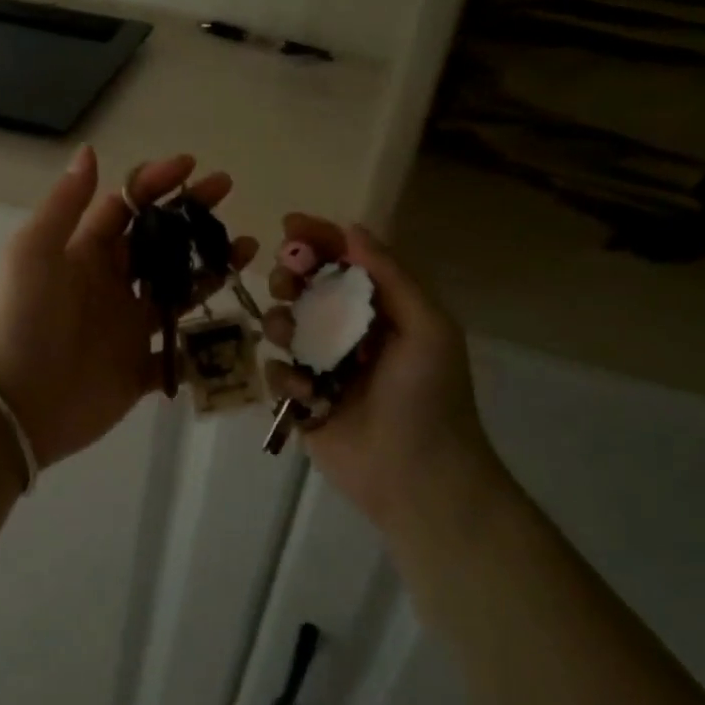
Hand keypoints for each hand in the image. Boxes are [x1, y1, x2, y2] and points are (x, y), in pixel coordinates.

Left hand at [0, 147, 256, 469]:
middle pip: (158, 241)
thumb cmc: (24, 319)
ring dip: (209, 266)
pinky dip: (206, 338)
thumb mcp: (35, 252)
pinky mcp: (140, 367)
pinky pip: (181, 350)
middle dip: (190, 215)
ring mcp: (128, 326)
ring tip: (246, 247)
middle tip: (226, 192)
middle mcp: (110, 284)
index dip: (155, 184)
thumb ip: (66, 205)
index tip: (190, 166)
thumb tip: (89, 151)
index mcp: (85, 253)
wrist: (16, 404)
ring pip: (178, 289)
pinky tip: (237, 319)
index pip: (126, 208)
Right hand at [262, 216, 498, 539]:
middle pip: (305, 288)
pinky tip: (306, 392)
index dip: (317, 239)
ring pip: (282, 325)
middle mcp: (348, 332)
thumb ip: (390, 277)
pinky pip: (275, 372)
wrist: (418, 479)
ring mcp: (323, 366)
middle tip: (286, 282)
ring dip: (280, 323)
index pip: (345, 261)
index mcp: (382, 311)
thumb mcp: (427, 328)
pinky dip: (284, 376)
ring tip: (291, 340)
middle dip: (289, 277)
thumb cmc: (429, 398)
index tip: (289, 226)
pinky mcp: (303, 400)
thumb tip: (352, 229)